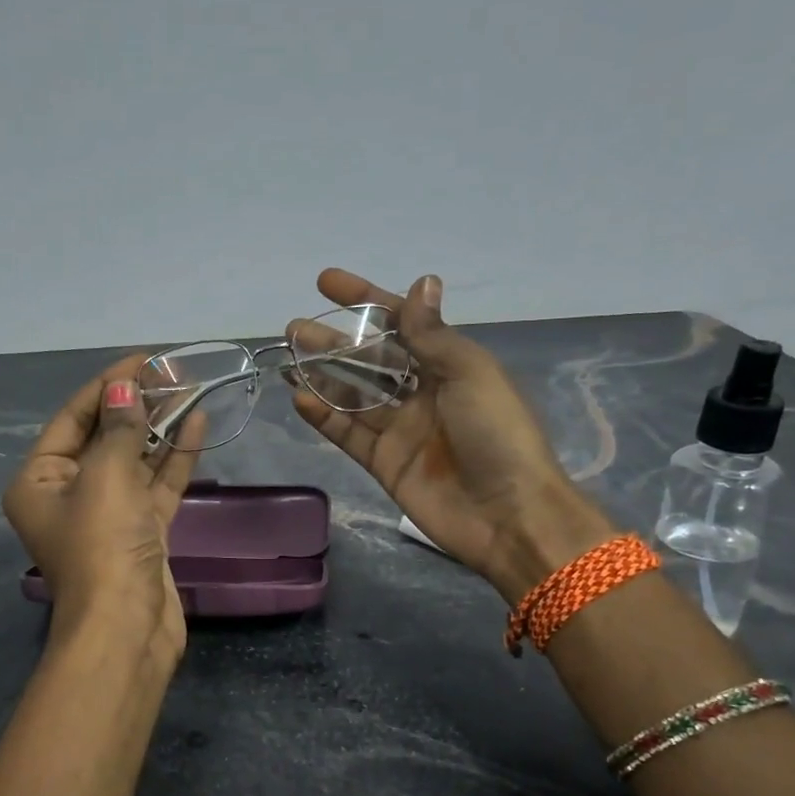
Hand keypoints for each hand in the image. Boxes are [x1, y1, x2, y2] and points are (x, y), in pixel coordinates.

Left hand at [3, 357, 201, 659]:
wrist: (127, 627)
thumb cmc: (102, 545)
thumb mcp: (106, 476)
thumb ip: (119, 429)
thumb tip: (124, 386)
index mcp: (39, 480)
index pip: (73, 418)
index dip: (108, 384)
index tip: (144, 358)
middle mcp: (69, 494)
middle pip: (105, 437)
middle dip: (137, 405)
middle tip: (172, 373)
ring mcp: (108, 515)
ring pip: (135, 461)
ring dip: (160, 428)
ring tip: (190, 390)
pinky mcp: (142, 532)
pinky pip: (157, 486)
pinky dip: (175, 459)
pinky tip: (197, 425)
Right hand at [290, 269, 612, 599]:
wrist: (507, 514)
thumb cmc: (497, 434)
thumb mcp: (470, 373)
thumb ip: (433, 334)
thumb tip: (422, 281)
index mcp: (449, 365)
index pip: (401, 323)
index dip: (365, 300)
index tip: (326, 283)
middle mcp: (423, 393)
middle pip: (370, 359)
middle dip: (334, 341)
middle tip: (295, 328)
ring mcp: (401, 430)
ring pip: (352, 395)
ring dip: (321, 375)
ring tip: (287, 356)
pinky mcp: (384, 463)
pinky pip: (348, 434)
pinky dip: (323, 417)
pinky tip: (299, 398)